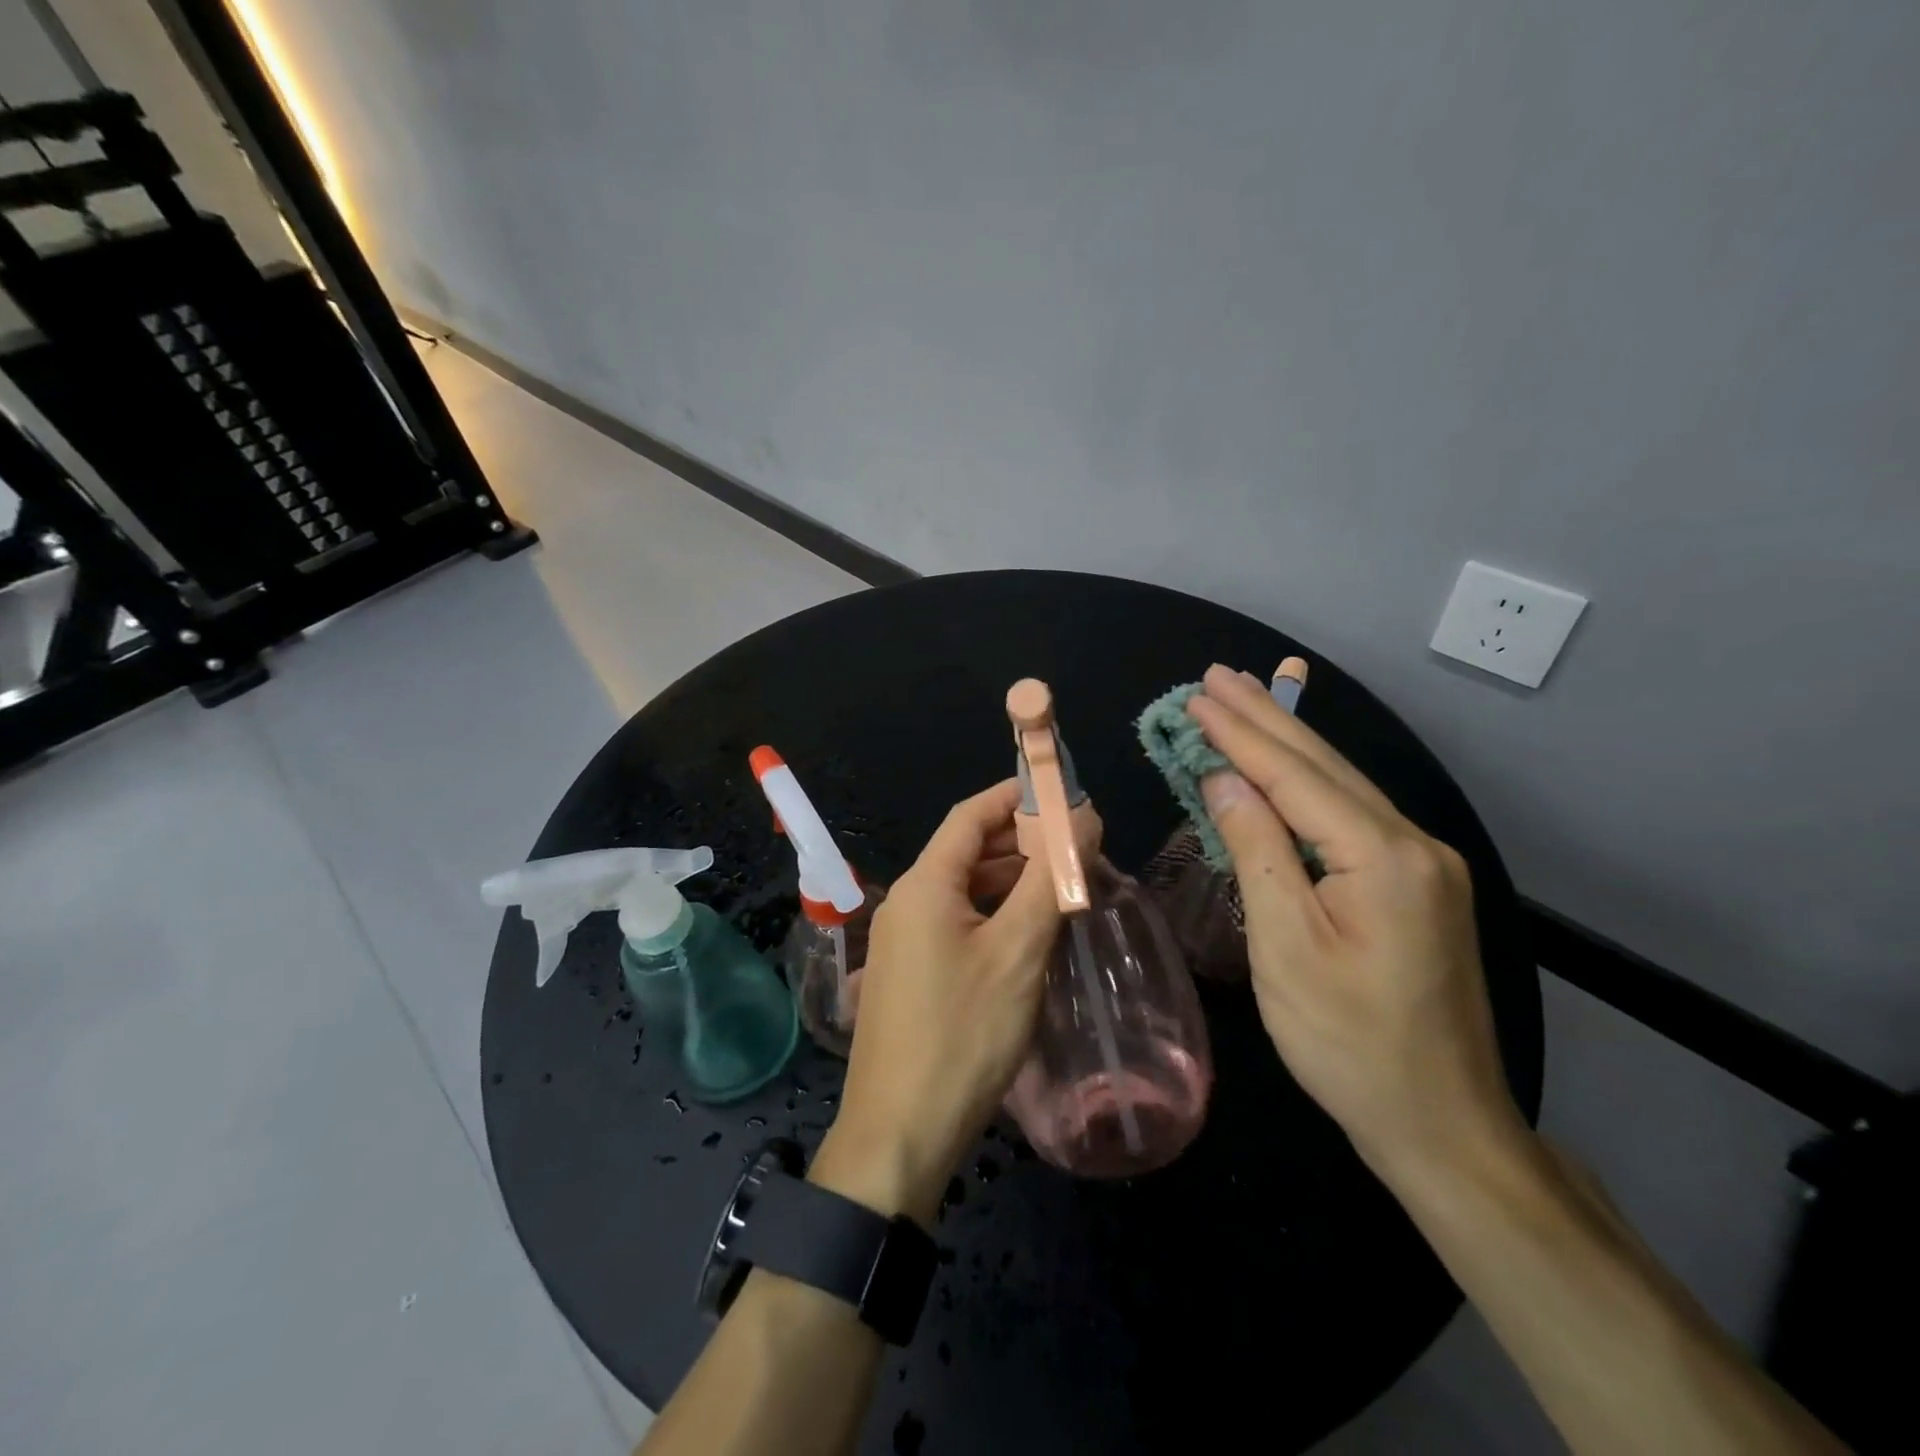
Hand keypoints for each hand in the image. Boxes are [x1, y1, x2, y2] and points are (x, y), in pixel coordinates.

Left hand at [812, 780, 1059, 1223]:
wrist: (900, 1134)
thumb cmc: (963, 1034)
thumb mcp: (1018, 952)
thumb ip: (1050, 879)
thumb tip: (1082, 817)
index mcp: (924, 884)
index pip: (970, 816)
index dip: (1014, 795)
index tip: (1063, 793)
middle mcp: (906, 902)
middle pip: (967, 852)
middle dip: (1021, 843)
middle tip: (1077, 847)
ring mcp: (904, 941)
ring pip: (964, 891)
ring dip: (1011, 883)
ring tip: (1064, 888)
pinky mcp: (911, 975)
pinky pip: (956, 925)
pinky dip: (994, 916)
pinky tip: (1030, 934)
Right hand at [1186, 665, 1524, 1179]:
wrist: (1440, 1123)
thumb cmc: (1349, 1042)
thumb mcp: (1286, 947)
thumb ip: (1257, 851)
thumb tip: (1224, 779)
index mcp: (1382, 856)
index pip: (1295, 776)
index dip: (1240, 734)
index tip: (1197, 696)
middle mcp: (1413, 843)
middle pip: (1324, 766)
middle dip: (1265, 718)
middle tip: (1218, 676)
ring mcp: (1422, 863)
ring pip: (1341, 785)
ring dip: (1286, 741)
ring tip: (1245, 700)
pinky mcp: (1417, 884)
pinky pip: (1351, 815)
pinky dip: (1307, 782)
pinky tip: (1287, 764)